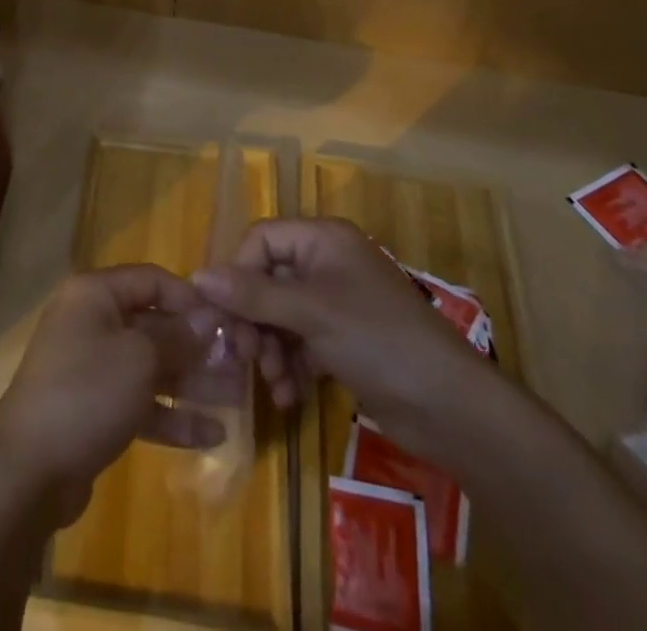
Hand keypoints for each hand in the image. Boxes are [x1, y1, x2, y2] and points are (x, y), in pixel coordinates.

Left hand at [0, 265, 243, 524]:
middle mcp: (91, 322)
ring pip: (151, 366)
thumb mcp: (140, 357)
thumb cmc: (87, 392)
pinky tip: (213, 433)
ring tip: (236, 397)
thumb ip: (178, 336)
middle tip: (240, 363)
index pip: (151, 280)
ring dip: (192, 382)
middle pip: (154, 324)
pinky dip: (172, 416)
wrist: (28, 471)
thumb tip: (208, 321)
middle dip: (197, 346)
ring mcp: (91, 367)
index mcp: (95, 294)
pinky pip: (139, 402)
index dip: (190, 298)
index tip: (228, 320)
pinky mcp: (94, 410)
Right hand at [193, 218, 494, 463]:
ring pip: (280, 314)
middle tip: (245, 357)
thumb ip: (253, 294)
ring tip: (273, 383)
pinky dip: (289, 365)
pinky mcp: (342, 340)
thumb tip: (197, 276)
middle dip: (254, 319)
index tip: (224, 314)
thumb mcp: (310, 313)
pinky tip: (288, 397)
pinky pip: (299, 341)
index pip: (261, 240)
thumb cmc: (377, 340)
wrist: (449, 407)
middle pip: (267, 279)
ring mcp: (335, 303)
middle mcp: (326, 263)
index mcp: (323, 239)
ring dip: (269, 348)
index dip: (237, 273)